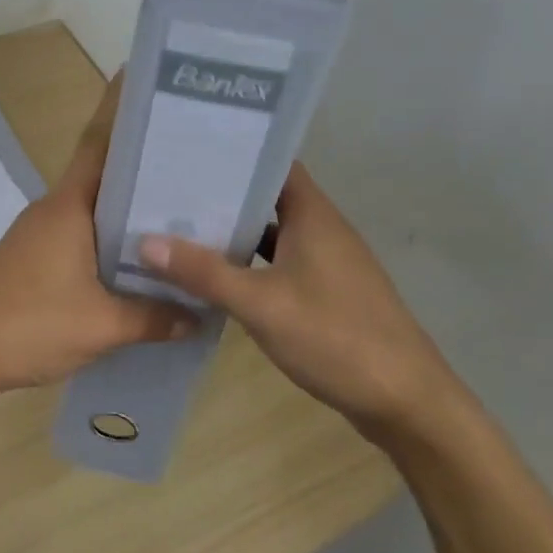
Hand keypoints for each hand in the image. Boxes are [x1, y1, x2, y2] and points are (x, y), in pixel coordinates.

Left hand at [0, 74, 188, 398]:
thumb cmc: (30, 324)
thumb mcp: (101, 325)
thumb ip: (153, 318)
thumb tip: (198, 316)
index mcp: (68, 206)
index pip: (99, 145)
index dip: (122, 113)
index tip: (153, 91)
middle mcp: (53, 210)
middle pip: (102, 177)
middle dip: (143, 169)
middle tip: (195, 165)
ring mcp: (38, 235)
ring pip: (92, 212)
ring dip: (126, 212)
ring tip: (177, 217)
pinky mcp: (32, 260)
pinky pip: (80, 238)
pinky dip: (108, 242)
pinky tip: (135, 264)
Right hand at [135, 163, 458, 445]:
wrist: (406, 402)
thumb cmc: (335, 338)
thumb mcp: (261, 304)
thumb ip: (204, 272)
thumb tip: (145, 241)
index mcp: (313, 214)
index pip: (272, 162)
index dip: (235, 152)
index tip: (188, 149)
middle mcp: (322, 229)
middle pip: (268, 197)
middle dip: (223, 194)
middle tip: (169, 190)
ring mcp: (327, 263)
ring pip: (273, 234)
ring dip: (235, 232)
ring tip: (181, 228)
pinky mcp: (327, 293)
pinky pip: (280, 264)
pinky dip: (250, 265)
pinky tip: (217, 277)